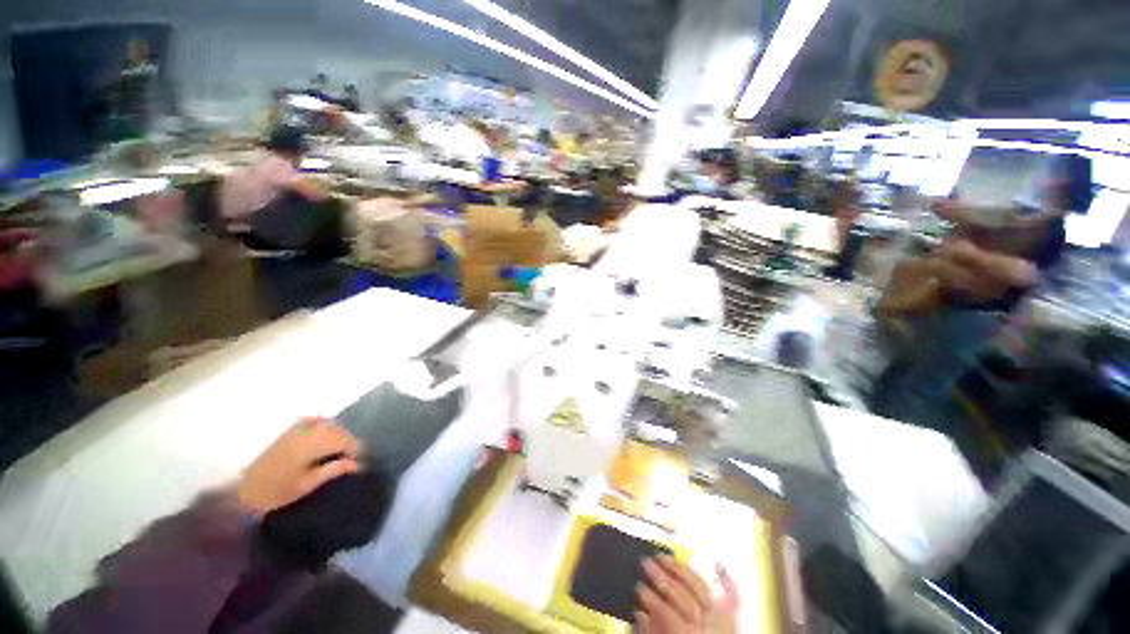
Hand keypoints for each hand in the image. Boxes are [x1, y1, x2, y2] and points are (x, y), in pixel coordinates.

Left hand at [237, 417, 360, 516]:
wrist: (244, 492)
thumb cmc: (278, 492)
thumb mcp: (308, 484)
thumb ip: (333, 470)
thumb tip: (356, 463)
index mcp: (314, 444)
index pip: (345, 441)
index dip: (355, 450)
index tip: (358, 462)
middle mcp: (308, 432)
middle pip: (337, 431)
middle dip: (347, 441)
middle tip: (351, 457)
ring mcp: (296, 430)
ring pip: (327, 425)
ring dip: (336, 434)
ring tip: (339, 449)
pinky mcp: (287, 432)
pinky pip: (311, 421)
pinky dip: (321, 424)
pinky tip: (323, 431)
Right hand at [635, 556, 738, 632]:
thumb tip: (640, 613)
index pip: (668, 612)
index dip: (651, 599)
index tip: (637, 587)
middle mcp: (709, 628)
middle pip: (684, 595)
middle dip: (662, 577)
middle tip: (645, 562)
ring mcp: (722, 623)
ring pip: (701, 587)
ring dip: (681, 570)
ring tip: (664, 557)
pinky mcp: (731, 622)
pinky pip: (733, 598)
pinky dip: (727, 581)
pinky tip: (718, 565)